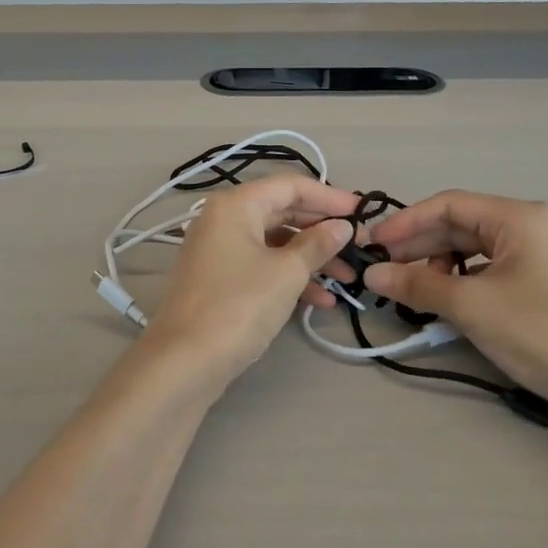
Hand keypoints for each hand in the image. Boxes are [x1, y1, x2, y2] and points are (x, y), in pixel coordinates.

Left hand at [142, 175, 359, 386]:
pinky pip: (262, 267)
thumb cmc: (239, 306)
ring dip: (312, 259)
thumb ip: (318, 244)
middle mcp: (223, 219)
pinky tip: (322, 301)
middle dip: (322, 230)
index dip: (329, 196)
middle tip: (359, 245)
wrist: (185, 361)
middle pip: (282, 212)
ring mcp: (219, 251)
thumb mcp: (287, 273)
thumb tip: (342, 226)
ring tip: (348, 280)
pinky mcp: (220, 280)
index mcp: (236, 205)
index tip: (363, 212)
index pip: (290, 185)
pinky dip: (290, 278)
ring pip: (275, 243)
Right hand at [362, 192, 547, 406]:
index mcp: (517, 218)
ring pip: (469, 249)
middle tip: (381, 269)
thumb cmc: (538, 330)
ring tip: (408, 288)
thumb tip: (371, 275)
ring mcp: (534, 255)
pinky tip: (439, 299)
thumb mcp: (470, 305)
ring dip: (435, 265)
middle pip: (458, 226)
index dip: (405, 223)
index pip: (447, 205)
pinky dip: (457, 281)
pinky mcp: (535, 282)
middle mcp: (526, 227)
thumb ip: (416, 285)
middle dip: (418, 246)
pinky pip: (484, 270)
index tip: (373, 244)